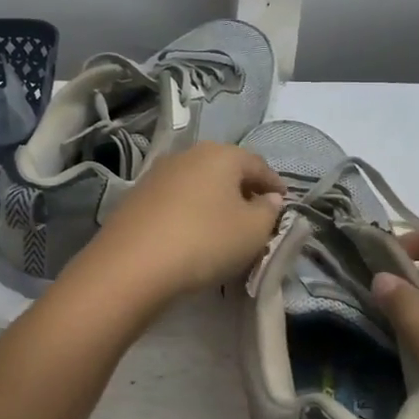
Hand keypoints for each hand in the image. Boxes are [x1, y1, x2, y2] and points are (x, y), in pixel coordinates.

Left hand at [73, 143, 284, 310]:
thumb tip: (269, 198)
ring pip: (198, 183)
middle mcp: (188, 154)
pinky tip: (192, 233)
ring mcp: (158, 174)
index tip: (284, 204)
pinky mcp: (136, 197)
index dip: (275, 185)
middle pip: (226, 169)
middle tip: (256, 216)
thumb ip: (268, 212)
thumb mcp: (252, 231)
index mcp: (221, 154)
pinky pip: (175, 200)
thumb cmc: (205, 241)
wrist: (133, 264)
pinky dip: (190, 211)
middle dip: (243, 190)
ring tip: (224, 227)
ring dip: (214, 201)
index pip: (258, 165)